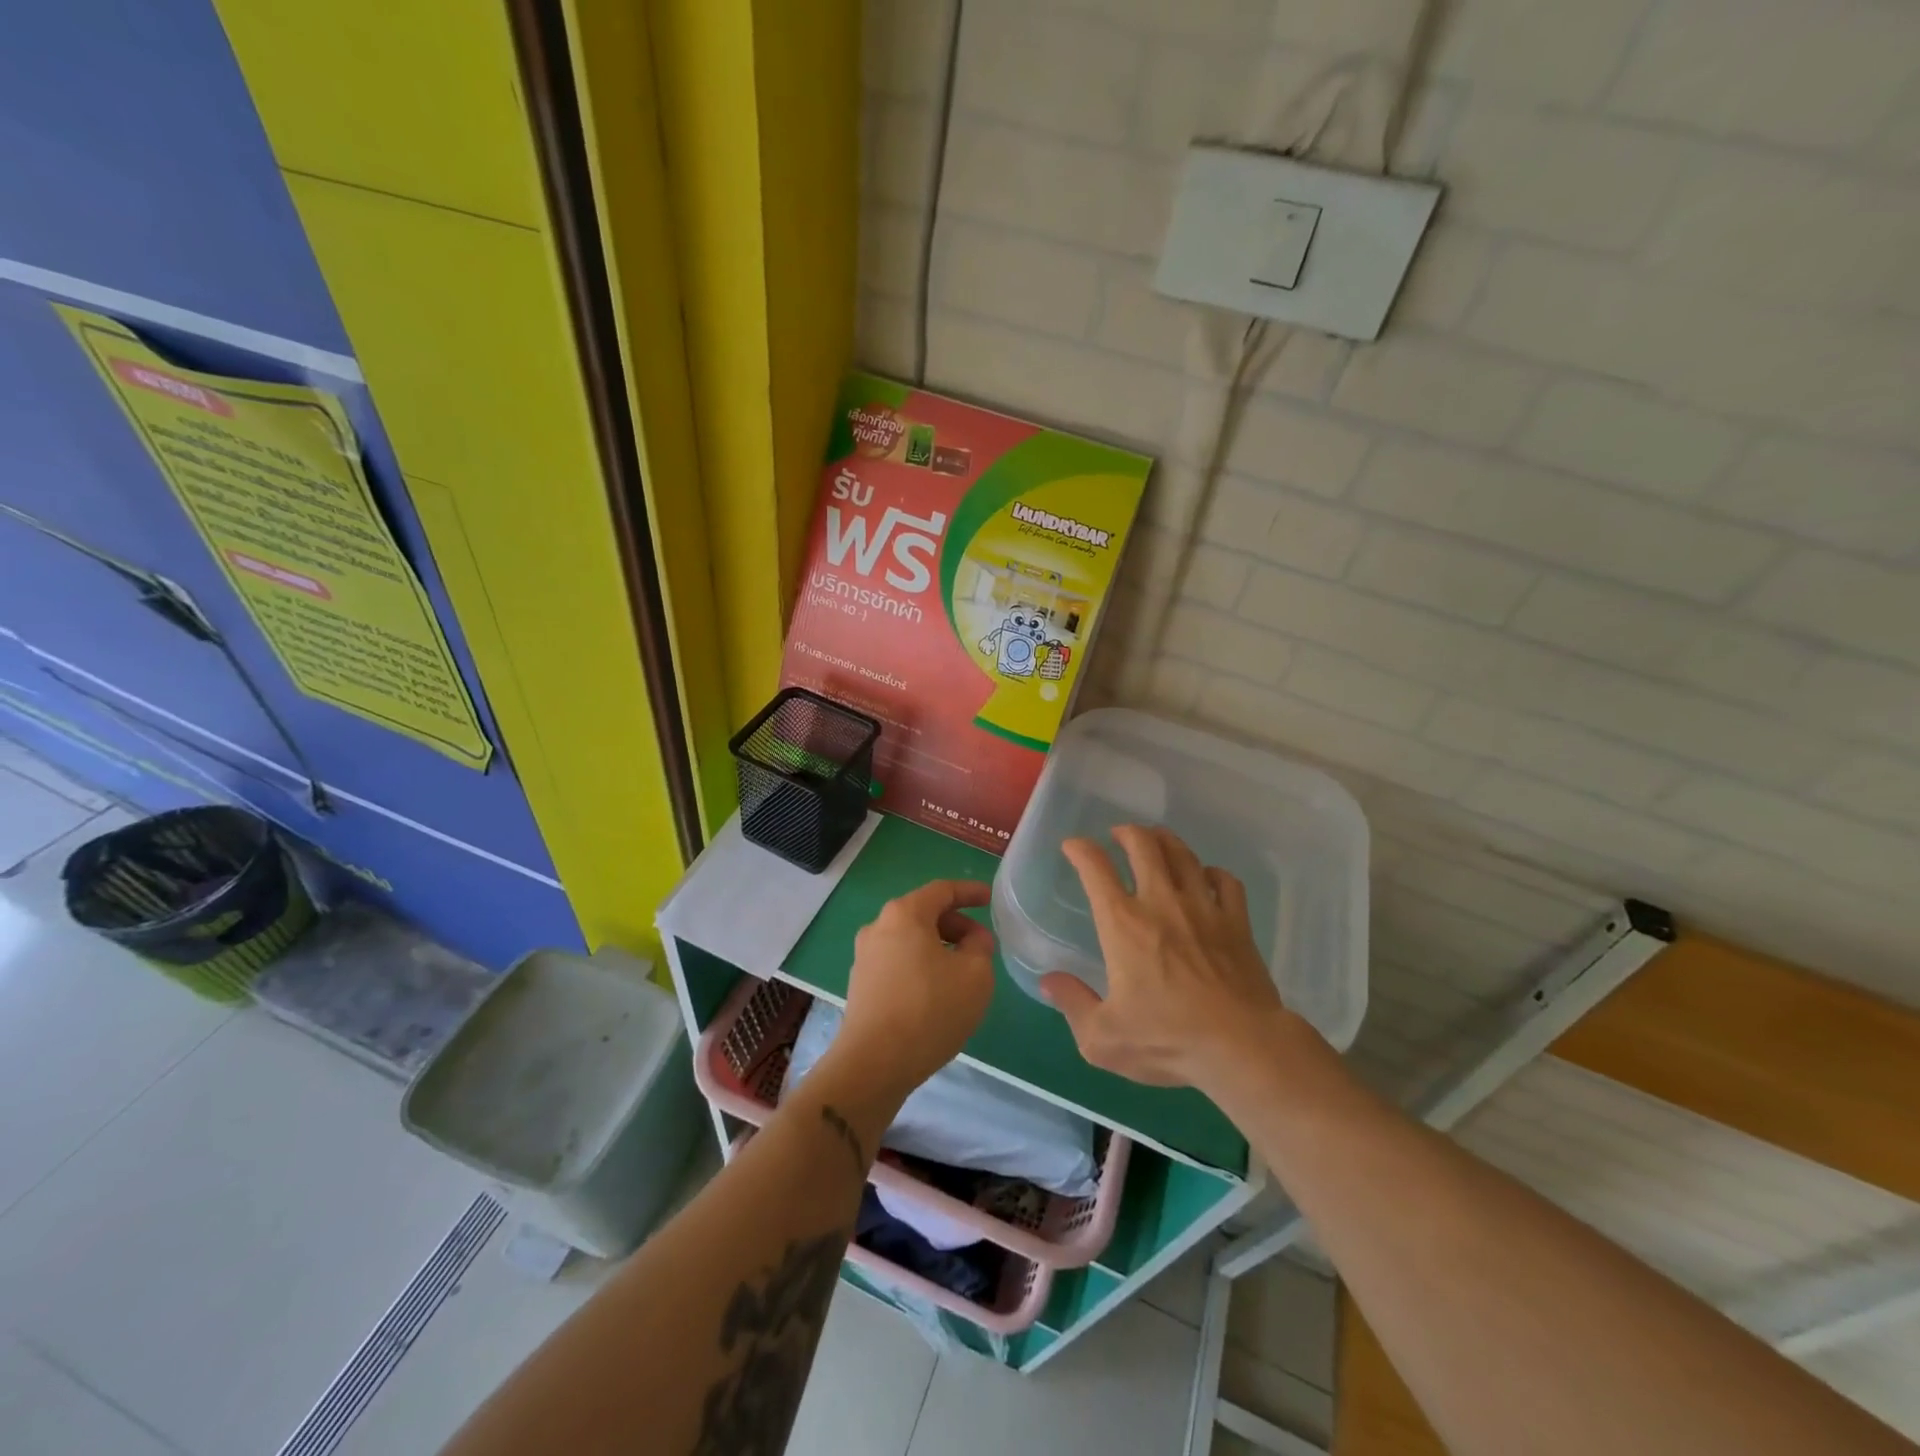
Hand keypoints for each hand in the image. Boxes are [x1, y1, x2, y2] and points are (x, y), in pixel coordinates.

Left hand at [827, 879, 996, 1101]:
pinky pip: (898, 962)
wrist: (874, 1064)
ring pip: (911, 940)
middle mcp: (878, 927)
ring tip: (963, 973)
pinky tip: (937, 993)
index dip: (970, 892)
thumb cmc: (930, 1009)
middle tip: (982, 946)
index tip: (991, 899)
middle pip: (924, 913)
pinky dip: (921, 966)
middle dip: (957, 925)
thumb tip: (972, 940)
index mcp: (905, 914)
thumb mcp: (975, 975)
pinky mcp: (861, 984)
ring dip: (939, 948)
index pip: (942, 890)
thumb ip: (980, 946)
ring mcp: (865, 956)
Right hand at [1043, 826, 1295, 1088]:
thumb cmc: (1167, 1040)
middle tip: (1118, 835)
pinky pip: (1225, 881)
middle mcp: (1161, 903)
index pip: (1095, 868)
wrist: (1242, 1047)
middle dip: (1127, 832)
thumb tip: (1048, 981)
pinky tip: (1206, 877)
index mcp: (1123, 924)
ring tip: (1156, 840)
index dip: (1080, 849)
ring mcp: (1203, 908)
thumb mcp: (1103, 1038)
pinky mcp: (1237, 922)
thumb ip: (1072, 1004)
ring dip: (1165, 841)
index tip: (1073, 846)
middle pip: (1144, 846)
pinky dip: (1211, 872)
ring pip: (1183, 855)